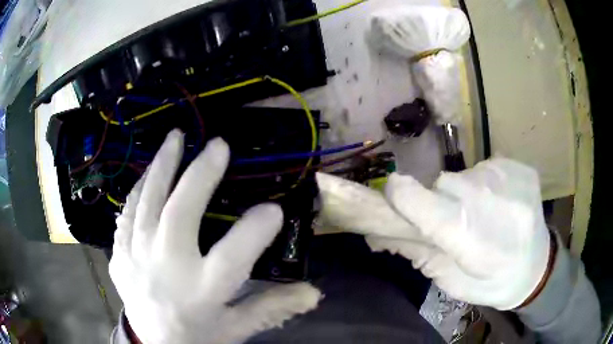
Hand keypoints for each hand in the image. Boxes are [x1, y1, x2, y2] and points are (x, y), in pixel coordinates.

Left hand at [110, 130, 320, 343]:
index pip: (233, 255)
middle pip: (180, 213)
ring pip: (147, 203)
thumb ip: (272, 307)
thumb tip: (314, 293)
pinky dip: (139, 190)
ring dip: (162, 166)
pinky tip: (148, 174)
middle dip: (200, 174)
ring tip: (175, 137)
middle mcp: (167, 268)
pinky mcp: (119, 255)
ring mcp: (136, 258)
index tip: (274, 208)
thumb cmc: (197, 335)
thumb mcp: (237, 327)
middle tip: (217, 144)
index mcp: (202, 291)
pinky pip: (127, 215)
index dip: (256, 229)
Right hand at [317, 158, 550, 309]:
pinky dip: (485, 184)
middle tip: (453, 222)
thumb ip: (418, 253)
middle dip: (438, 201)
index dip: (401, 197)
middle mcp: (490, 201)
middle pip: (442, 184)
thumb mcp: (452, 281)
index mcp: (472, 240)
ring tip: (483, 214)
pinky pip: (486, 168)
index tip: (392, 196)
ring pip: (464, 174)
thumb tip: (376, 233)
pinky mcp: (519, 166)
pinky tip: (500, 204)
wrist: (538, 267)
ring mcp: (509, 178)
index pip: (424, 204)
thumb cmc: (493, 282)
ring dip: (464, 193)